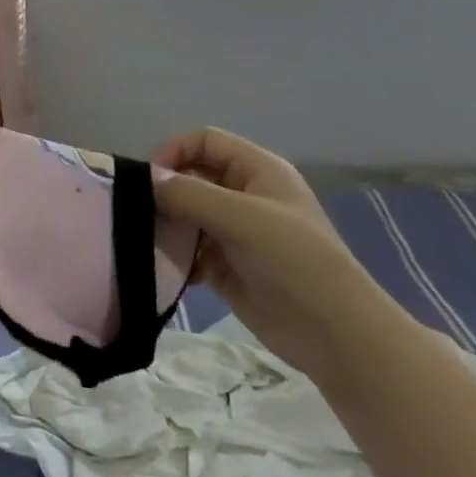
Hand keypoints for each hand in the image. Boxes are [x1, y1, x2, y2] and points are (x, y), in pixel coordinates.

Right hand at [154, 128, 415, 385]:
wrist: (334, 334)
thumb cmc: (294, 260)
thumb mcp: (241, 218)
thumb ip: (189, 194)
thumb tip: (146, 180)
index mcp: (257, 170)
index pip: (205, 142)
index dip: (175, 151)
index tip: (149, 180)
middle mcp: (244, 195)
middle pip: (192, 177)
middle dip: (166, 192)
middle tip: (140, 213)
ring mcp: (235, 232)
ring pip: (187, 214)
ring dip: (167, 226)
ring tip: (150, 243)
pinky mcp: (226, 266)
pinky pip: (189, 250)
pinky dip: (175, 256)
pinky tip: (170, 271)